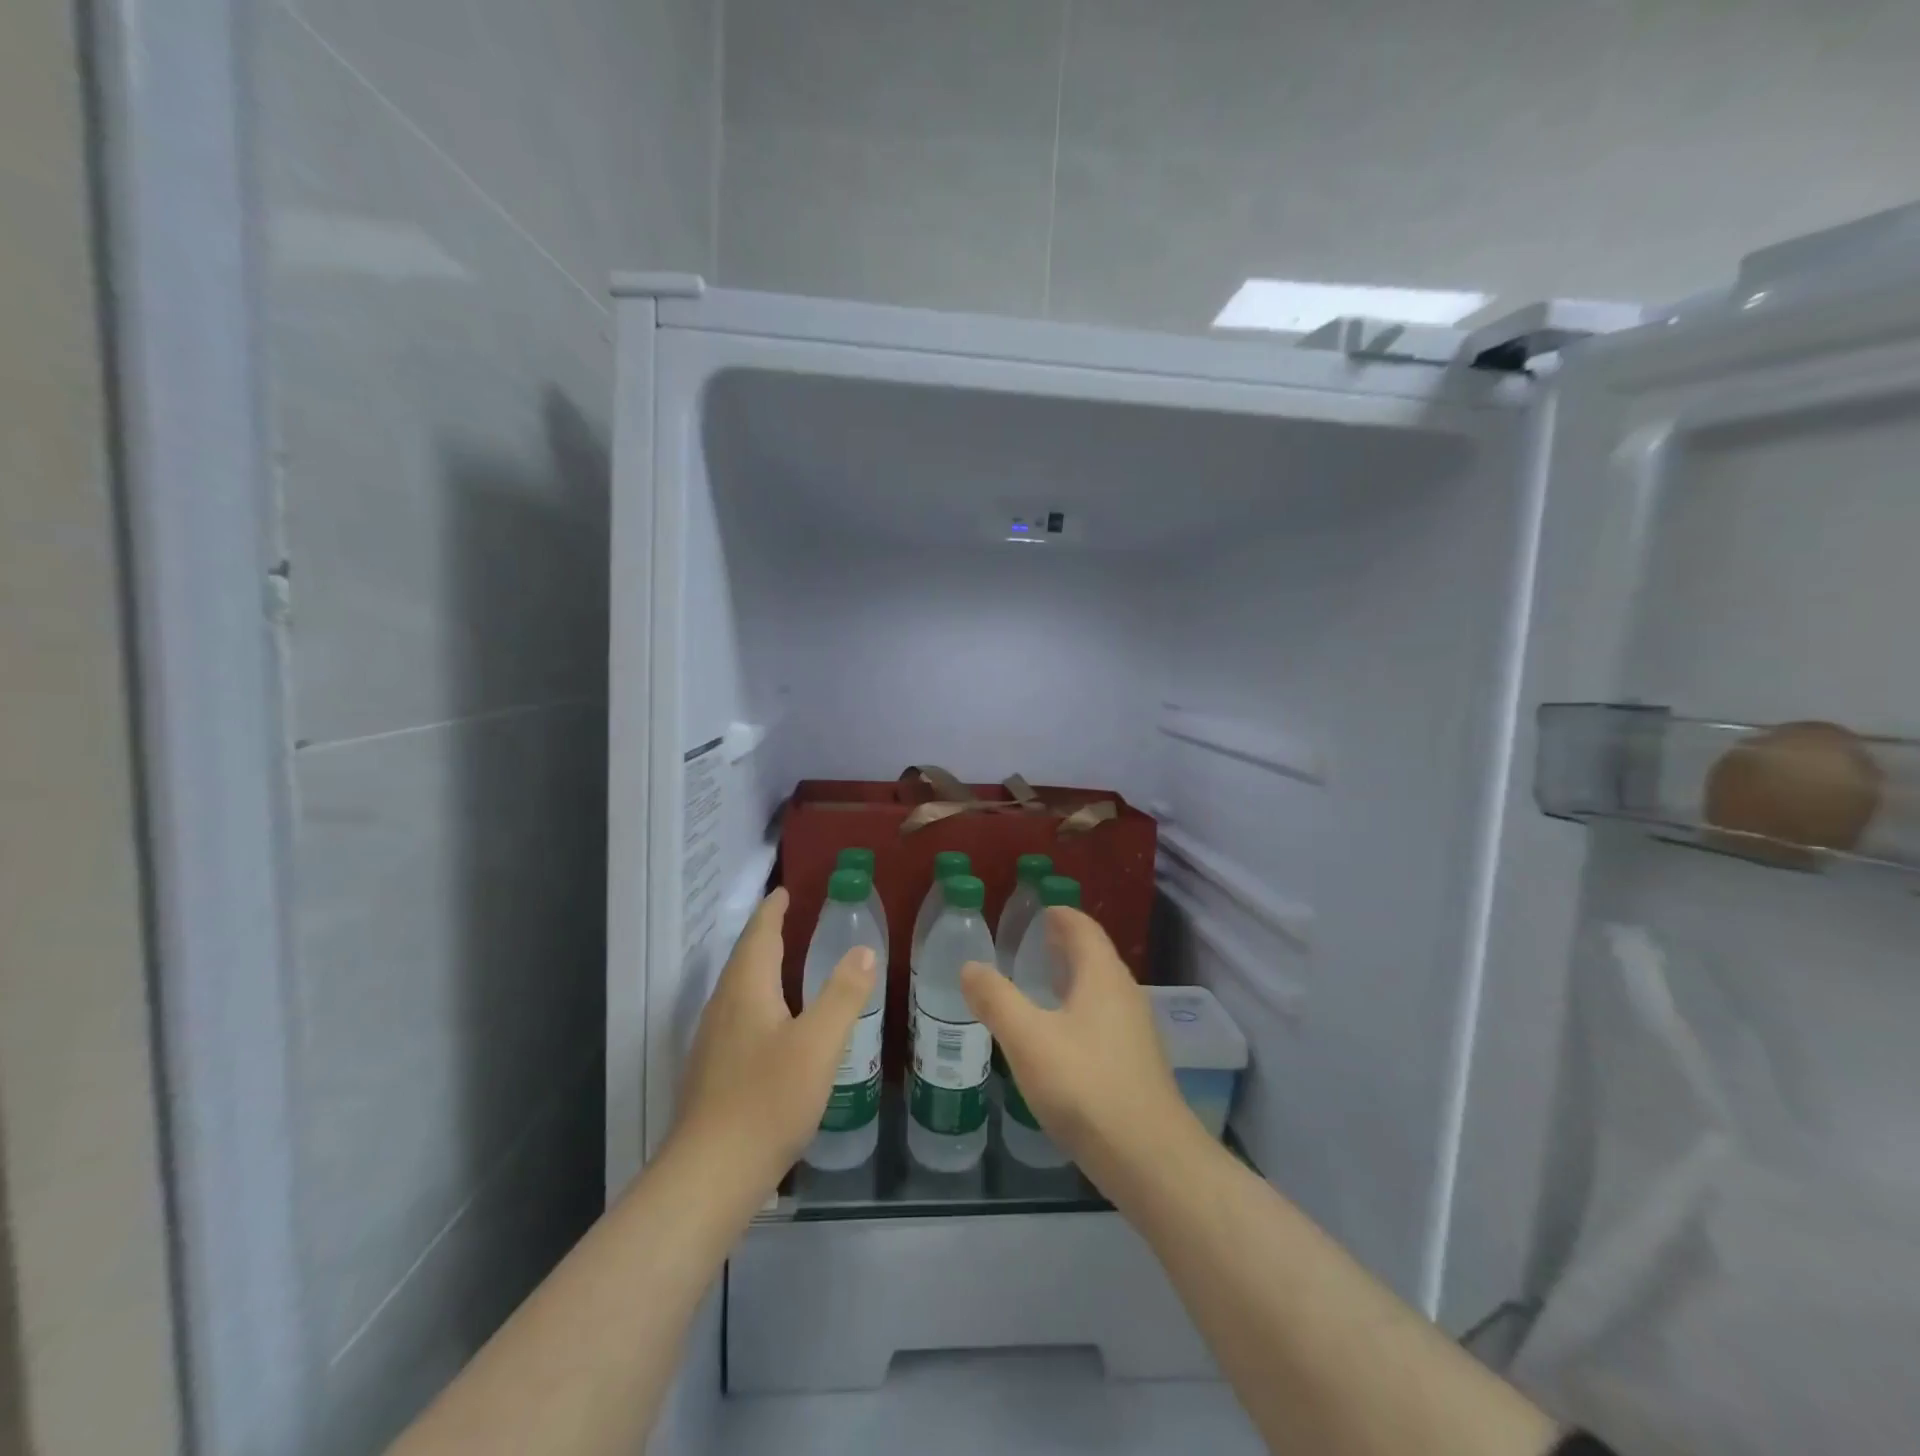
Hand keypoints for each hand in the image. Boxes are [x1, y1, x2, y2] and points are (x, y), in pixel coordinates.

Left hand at [672, 888, 877, 1185]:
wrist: (709, 1176)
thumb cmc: (768, 1100)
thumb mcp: (819, 1043)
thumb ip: (843, 994)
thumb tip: (862, 949)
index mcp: (746, 990)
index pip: (759, 935)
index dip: (772, 911)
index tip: (784, 891)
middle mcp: (722, 1008)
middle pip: (743, 959)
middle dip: (764, 936)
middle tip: (790, 920)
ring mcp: (712, 1043)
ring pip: (737, 991)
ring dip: (759, 969)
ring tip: (784, 965)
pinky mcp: (711, 1074)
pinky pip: (736, 1018)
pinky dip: (756, 1002)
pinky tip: (773, 1026)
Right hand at [960, 908, 1199, 1193]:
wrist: (1150, 1159)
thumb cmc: (1085, 1085)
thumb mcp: (1028, 1039)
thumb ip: (996, 999)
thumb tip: (970, 966)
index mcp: (1102, 976)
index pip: (1083, 928)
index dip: (1061, 914)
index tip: (1038, 909)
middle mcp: (1125, 994)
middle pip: (1094, 955)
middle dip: (1064, 944)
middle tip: (1030, 941)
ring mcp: (1136, 1030)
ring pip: (1100, 988)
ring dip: (1072, 977)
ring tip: (1039, 982)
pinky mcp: (1136, 1063)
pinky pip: (1104, 1017)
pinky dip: (1079, 1008)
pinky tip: (1059, 1034)